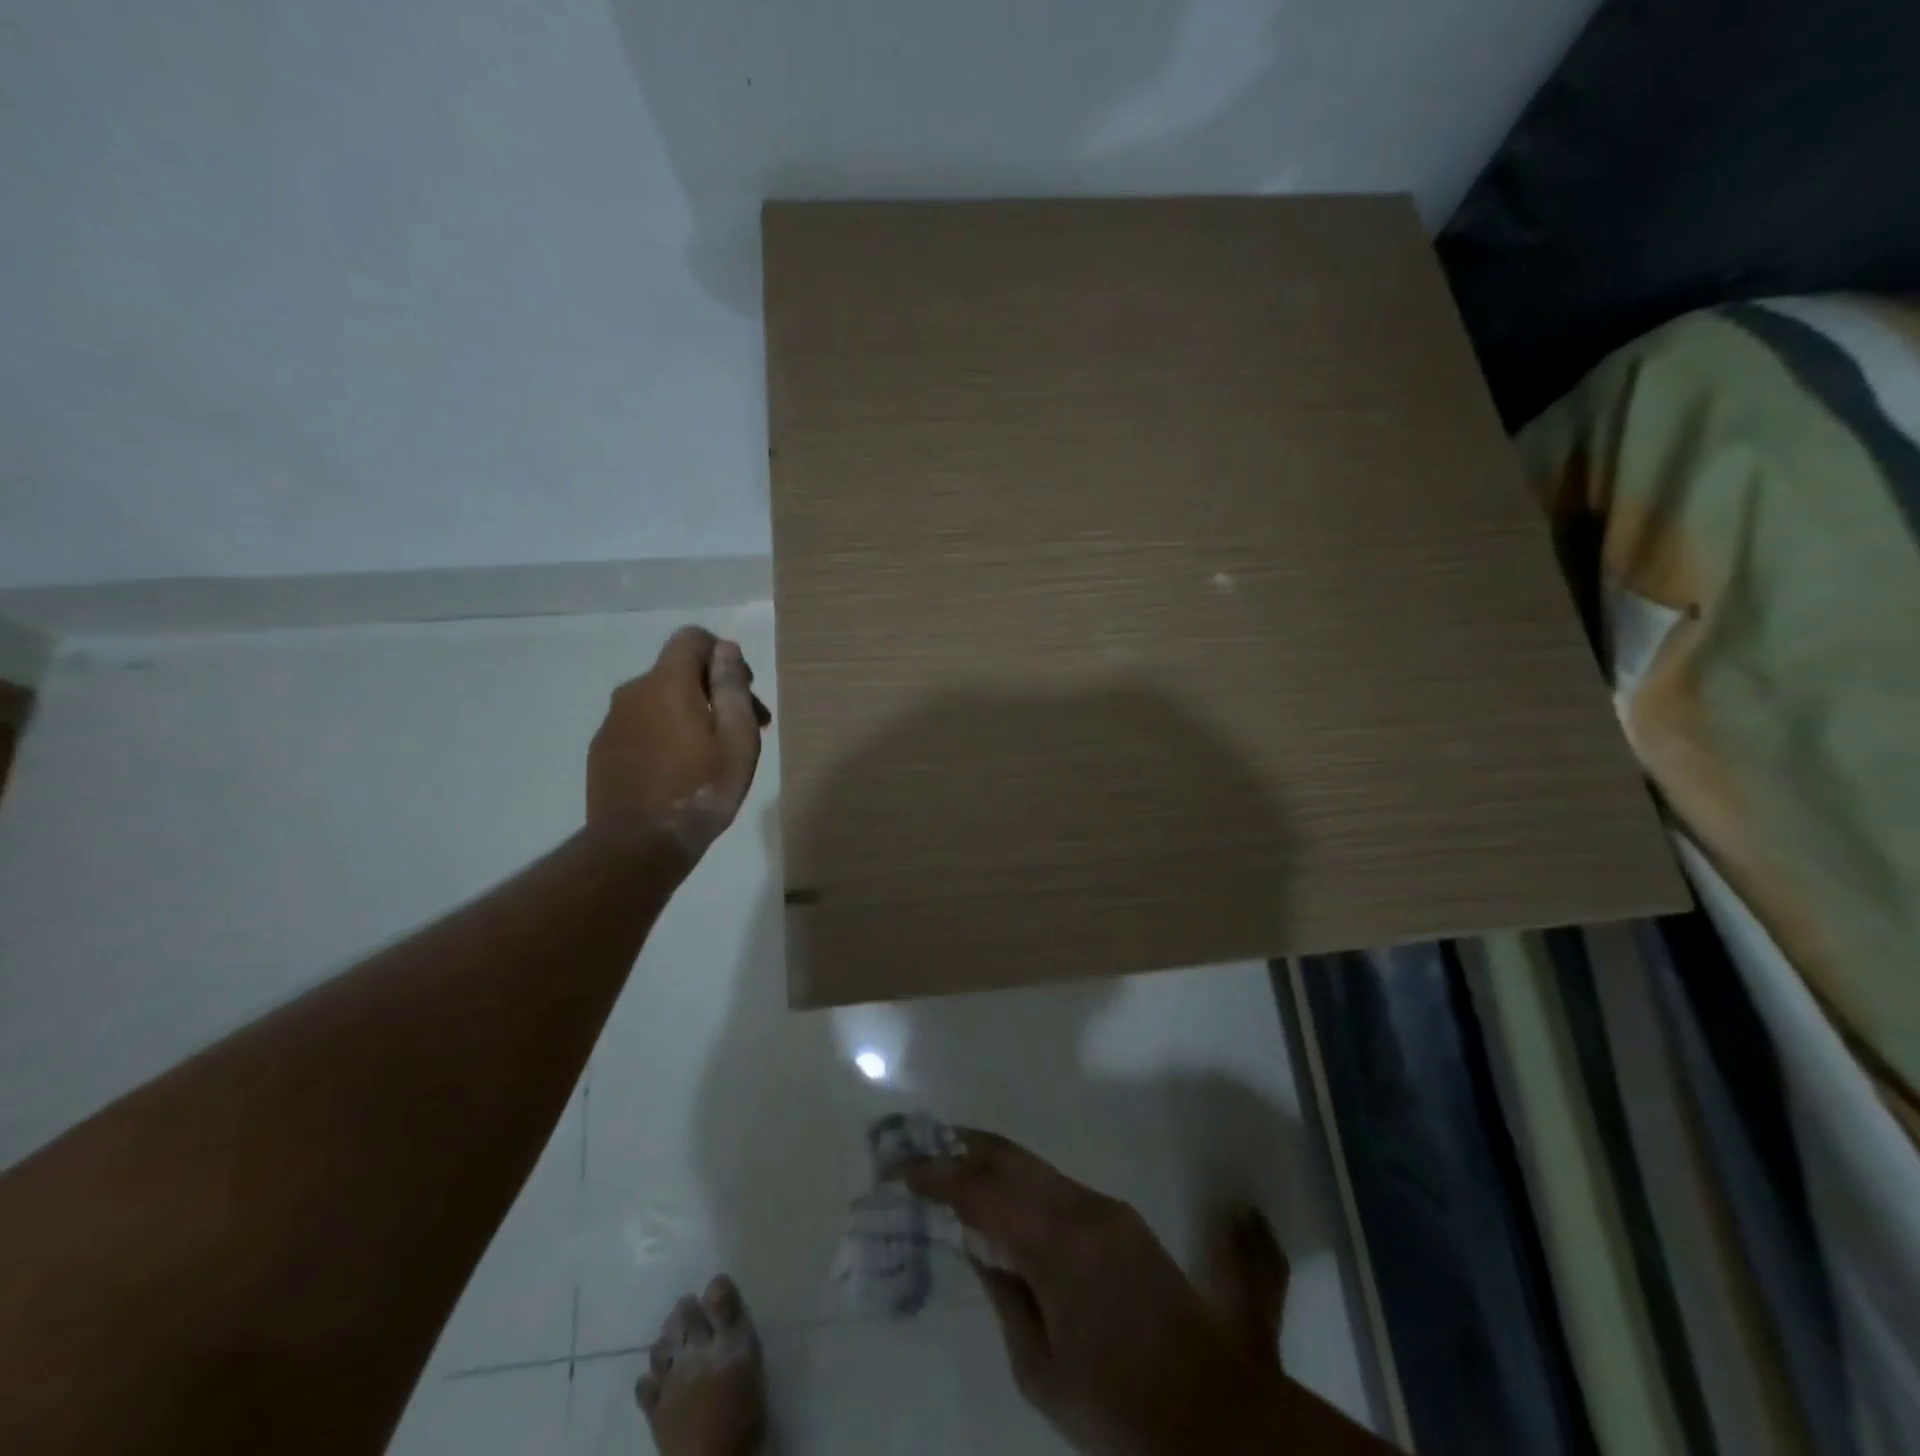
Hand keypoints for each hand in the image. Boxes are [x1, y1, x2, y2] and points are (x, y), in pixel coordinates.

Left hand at [587, 626, 768, 862]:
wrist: (638, 846)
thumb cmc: (700, 791)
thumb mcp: (737, 741)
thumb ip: (732, 689)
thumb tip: (725, 649)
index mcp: (667, 683)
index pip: (692, 639)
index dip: (722, 654)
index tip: (743, 690)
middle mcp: (633, 692)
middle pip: (678, 672)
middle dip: (714, 690)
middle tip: (745, 730)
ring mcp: (612, 721)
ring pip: (659, 700)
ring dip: (689, 714)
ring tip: (713, 755)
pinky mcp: (603, 749)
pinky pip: (641, 725)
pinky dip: (664, 734)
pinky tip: (679, 770)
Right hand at [905, 1131, 1298, 1455]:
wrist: (1216, 1413)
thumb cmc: (1120, 1408)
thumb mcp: (1043, 1373)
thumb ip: (1006, 1298)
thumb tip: (980, 1248)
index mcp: (1060, 1246)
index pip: (984, 1193)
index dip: (938, 1176)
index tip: (901, 1169)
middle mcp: (1084, 1209)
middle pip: (1011, 1160)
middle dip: (962, 1147)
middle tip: (920, 1146)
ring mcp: (1107, 1208)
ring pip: (1036, 1168)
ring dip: (991, 1162)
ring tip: (951, 1162)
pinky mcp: (1123, 1219)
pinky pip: (1059, 1187)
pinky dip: (1022, 1184)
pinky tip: (1003, 1198)